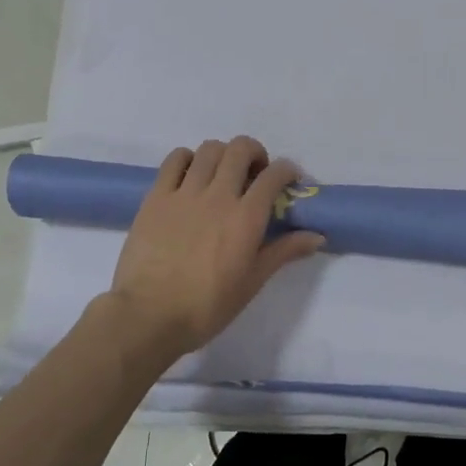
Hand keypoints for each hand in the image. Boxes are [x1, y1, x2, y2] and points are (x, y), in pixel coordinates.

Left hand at [101, 136, 324, 367]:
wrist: (148, 316)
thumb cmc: (206, 306)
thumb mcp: (252, 282)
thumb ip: (283, 251)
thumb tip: (317, 236)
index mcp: (246, 217)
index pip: (274, 174)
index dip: (287, 170)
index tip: (289, 180)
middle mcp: (218, 195)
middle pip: (240, 149)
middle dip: (255, 153)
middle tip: (255, 174)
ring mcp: (184, 192)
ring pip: (209, 149)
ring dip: (223, 155)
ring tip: (222, 174)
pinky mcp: (156, 196)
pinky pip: (175, 160)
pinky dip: (188, 159)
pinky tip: (191, 176)